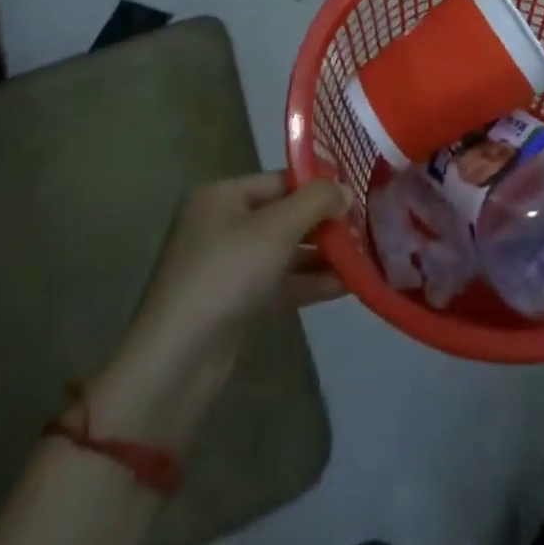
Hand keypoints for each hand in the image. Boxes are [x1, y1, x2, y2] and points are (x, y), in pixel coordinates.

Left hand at [88, 173, 345, 445]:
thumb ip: (316, 202)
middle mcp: (221, 225)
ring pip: (285, 251)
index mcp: (220, 196)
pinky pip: (280, 281)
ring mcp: (227, 267)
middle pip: (284, 215)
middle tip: (367, 225)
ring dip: (322, 254)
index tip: (357, 194)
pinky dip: (309, 281)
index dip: (318, 186)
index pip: (280, 180)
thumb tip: (346, 190)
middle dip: (324, 222)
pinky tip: (347, 284)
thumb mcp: (277, 229)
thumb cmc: (225, 276)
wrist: (176, 364)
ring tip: (365, 254)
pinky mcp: (235, 303)